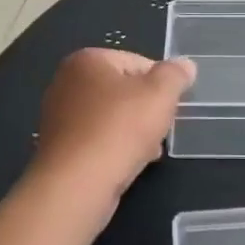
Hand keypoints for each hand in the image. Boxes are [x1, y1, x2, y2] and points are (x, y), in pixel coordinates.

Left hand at [26, 49, 195, 223]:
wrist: (76, 184)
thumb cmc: (119, 129)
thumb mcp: (160, 94)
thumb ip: (175, 75)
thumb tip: (185, 65)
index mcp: (87, 60)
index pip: (137, 62)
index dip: (160, 84)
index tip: (170, 107)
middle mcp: (67, 82)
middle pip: (123, 90)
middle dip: (146, 110)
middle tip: (161, 130)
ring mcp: (59, 116)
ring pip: (111, 117)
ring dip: (133, 132)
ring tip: (148, 151)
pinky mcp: (59, 147)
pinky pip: (97, 140)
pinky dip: (114, 148)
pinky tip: (128, 165)